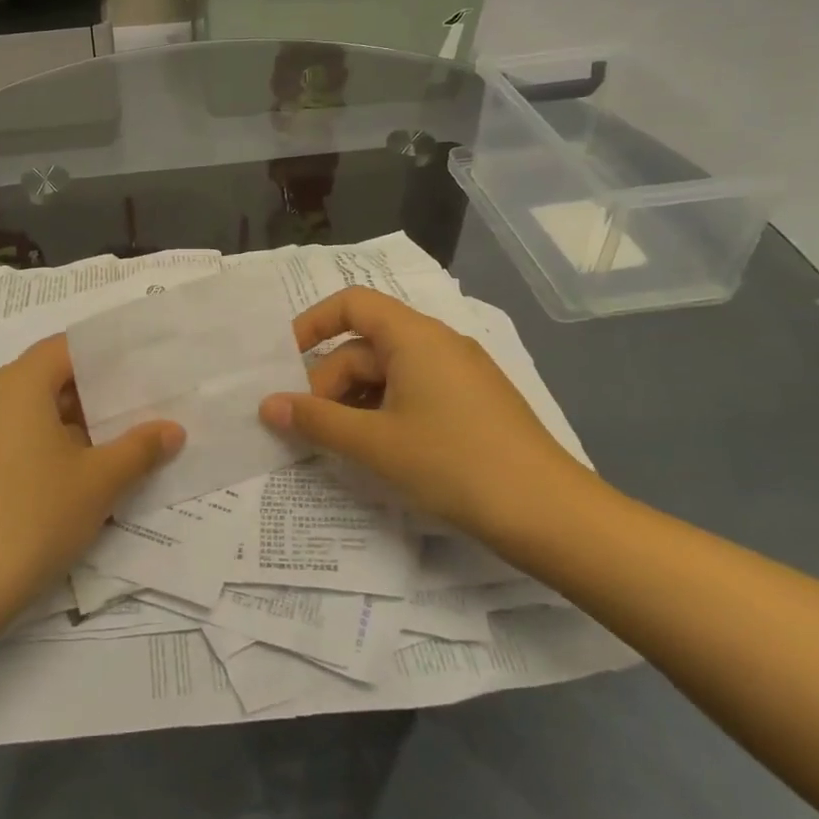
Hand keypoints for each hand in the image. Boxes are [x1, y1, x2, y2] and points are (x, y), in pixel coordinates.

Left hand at [0, 334, 183, 628]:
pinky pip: (13, 443)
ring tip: (118, 449)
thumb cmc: (30, 517)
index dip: (106, 356)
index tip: (143, 372)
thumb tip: (173, 430)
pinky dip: (46, 451)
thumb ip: (139, 449)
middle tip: (142, 412)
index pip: (66, 348)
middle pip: (49, 380)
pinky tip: (76, 482)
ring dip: (74, 429)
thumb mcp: (97, 483)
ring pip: (32, 416)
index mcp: (18, 384)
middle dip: (96, 398)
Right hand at [257, 287, 597, 540]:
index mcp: (415, 337)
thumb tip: (267, 405)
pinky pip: (414, 392)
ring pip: (389, 373)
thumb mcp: (375, 444)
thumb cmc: (454, 464)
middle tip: (309, 429)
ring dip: (355, 402)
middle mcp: (438, 344)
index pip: (352, 303)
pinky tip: (379, 451)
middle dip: (329, 382)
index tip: (286, 362)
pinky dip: (385, 412)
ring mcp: (460, 374)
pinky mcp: (474, 404)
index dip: (313, 323)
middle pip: (366, 345)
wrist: (551, 515)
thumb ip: (316, 421)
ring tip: (339, 446)